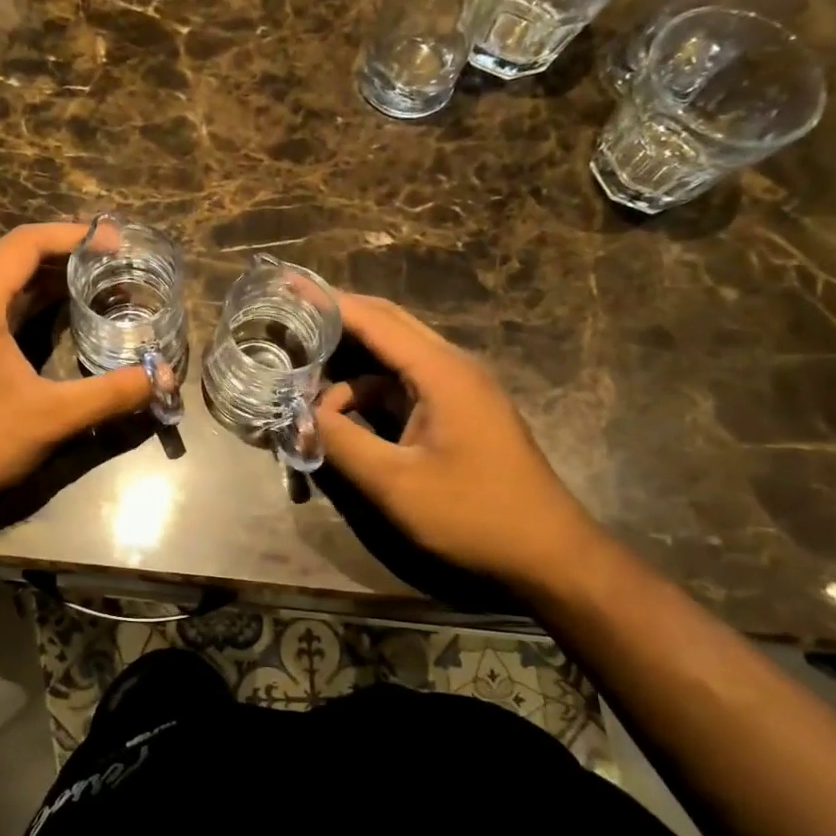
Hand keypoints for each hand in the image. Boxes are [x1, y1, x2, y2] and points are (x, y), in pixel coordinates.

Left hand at [0, 223, 153, 521]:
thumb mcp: (50, 417)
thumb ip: (110, 394)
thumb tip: (163, 376)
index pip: (26, 243)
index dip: (74, 234)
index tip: (117, 244)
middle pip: (16, 257)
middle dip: (67, 253)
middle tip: (116, 262)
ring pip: (7, 284)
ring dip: (50, 279)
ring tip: (98, 283)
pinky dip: (33, 304)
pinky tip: (62, 321)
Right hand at [316, 295, 604, 589]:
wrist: (547, 553)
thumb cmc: (474, 514)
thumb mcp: (396, 484)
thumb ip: (341, 443)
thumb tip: (299, 416)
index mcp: (441, 372)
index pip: (375, 320)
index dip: (328, 300)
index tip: (287, 282)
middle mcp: (450, 367)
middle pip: (386, 325)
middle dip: (336, 321)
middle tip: (289, 318)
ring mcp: (457, 389)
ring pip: (390, 360)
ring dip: (348, 371)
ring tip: (304, 388)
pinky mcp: (456, 412)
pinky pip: (401, 388)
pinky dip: (367, 396)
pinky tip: (340, 420)